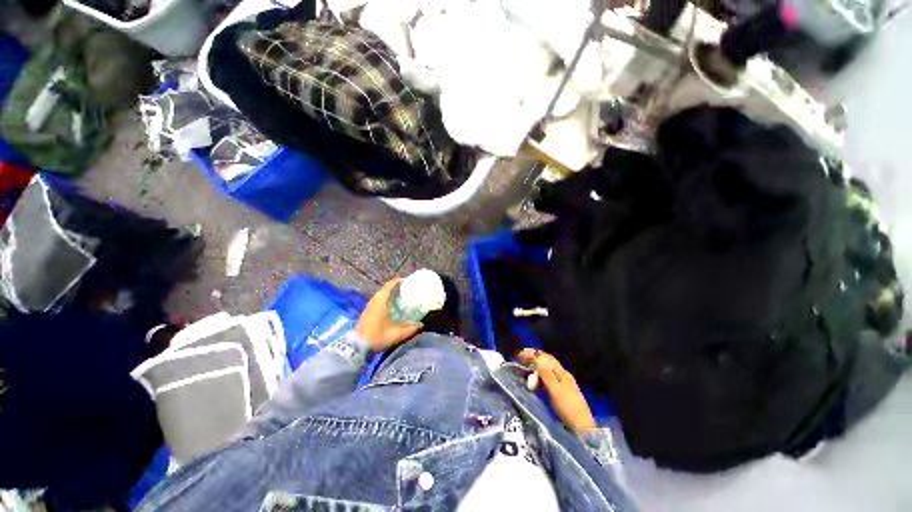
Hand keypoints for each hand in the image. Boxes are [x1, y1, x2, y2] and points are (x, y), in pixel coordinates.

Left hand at [356, 278, 422, 351]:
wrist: (357, 347)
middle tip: (405, 288)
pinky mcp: (366, 313)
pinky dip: (385, 299)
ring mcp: (368, 307)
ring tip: (399, 296)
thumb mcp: (398, 334)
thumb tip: (421, 324)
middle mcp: (374, 301)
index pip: (389, 286)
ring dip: (389, 294)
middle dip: (395, 287)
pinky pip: (377, 301)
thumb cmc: (378, 337)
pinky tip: (390, 306)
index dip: (398, 281)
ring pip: (380, 295)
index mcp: (381, 302)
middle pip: (385, 289)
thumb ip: (411, 328)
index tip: (406, 279)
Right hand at [516, 348, 596, 432]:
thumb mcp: (555, 390)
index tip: (520, 354)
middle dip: (533, 359)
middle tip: (520, 359)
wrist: (582, 428)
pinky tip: (535, 380)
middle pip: (547, 362)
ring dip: (536, 367)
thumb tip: (537, 357)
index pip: (546, 357)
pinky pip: (548, 379)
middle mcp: (563, 375)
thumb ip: (546, 373)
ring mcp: (564, 384)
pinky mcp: (563, 392)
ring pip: (548, 370)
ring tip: (525, 368)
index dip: (533, 354)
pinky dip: (540, 376)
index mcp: (562, 373)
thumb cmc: (567, 408)